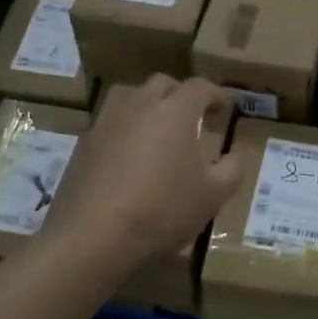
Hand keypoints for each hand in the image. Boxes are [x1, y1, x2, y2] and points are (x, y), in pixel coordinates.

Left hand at [44, 75, 244, 273]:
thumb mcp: (214, 196)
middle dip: (181, 94)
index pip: (199, 87)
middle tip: (193, 116)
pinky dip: (125, 130)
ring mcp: (106, 123)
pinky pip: (109, 124)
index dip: (215, 94)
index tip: (225, 106)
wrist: (94, 234)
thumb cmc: (163, 210)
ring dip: (148, 105)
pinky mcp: (83, 145)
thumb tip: (234, 155)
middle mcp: (138, 106)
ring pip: (129, 97)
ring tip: (157, 129)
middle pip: (162, 84)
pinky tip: (130, 156)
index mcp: (174, 111)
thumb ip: (231, 170)